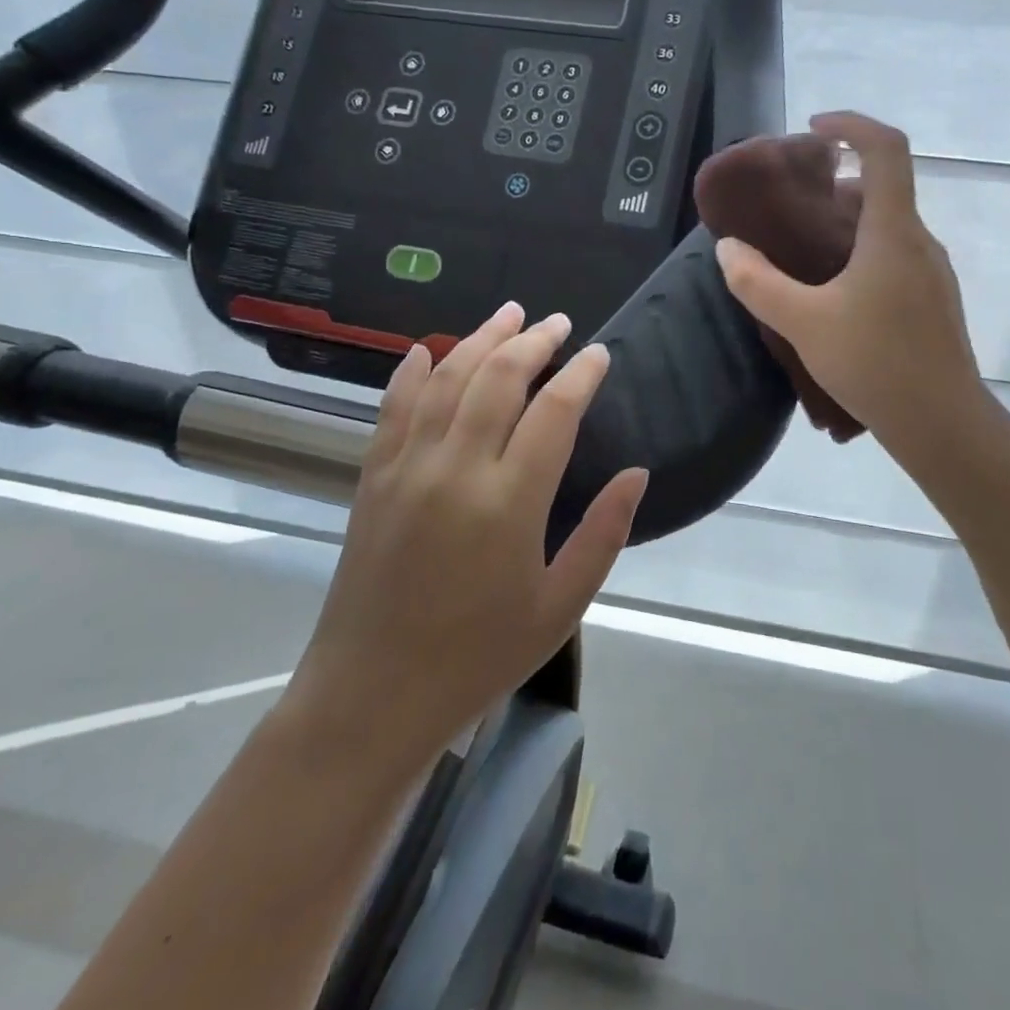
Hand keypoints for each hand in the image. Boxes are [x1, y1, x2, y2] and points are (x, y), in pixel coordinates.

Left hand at [284, 303, 647, 772]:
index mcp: (509, 503)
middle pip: (498, 379)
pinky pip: (393, 408)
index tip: (600, 353)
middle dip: (532, 342)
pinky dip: (412, 372)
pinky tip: (426, 350)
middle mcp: (456, 469)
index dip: (581, 374)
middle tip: (557, 322)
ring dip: (479, 340)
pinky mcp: (373, 478)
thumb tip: (636, 473)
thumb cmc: (478, 657)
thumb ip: (603, 533)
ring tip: (508, 315)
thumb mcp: (560, 607)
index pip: (553, 412)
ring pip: (446, 380)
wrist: (373, 694)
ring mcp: (407, 468)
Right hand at [714, 112, 993, 465]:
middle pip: (883, 188)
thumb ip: (758, 283)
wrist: (942, 424)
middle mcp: (919, 242)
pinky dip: (861, 252)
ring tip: (803, 250)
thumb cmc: (875, 363)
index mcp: (892, 232)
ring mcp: (931, 273)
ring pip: (888, 226)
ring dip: (847, 222)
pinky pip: (894, 256)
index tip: (812, 130)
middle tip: (792, 204)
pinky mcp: (932, 301)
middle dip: (836, 182)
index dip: (851, 125)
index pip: (885, 149)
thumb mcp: (803, 323)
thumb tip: (727, 249)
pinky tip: (833, 293)